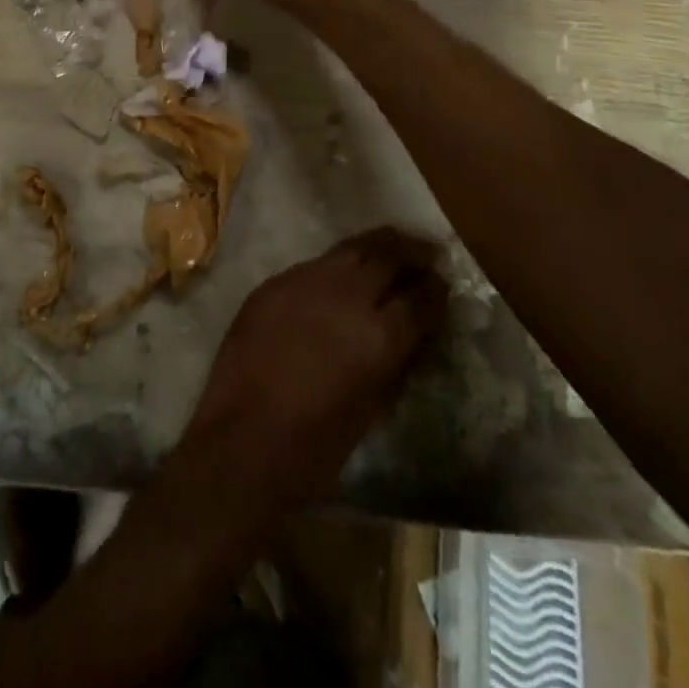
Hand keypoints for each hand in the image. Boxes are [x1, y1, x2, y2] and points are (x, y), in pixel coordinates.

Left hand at [180, 228, 447, 510]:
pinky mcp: (274, 282)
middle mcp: (345, 296)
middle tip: (426, 252)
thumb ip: (396, 361)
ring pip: (349, 249)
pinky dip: (337, 263)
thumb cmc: (317, 443)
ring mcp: (305, 282)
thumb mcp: (374, 406)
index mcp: (379, 334)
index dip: (436, 292)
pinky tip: (343, 271)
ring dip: (375, 246)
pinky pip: (314, 264)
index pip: (420, 299)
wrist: (245, 438)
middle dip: (410, 253)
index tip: (443, 285)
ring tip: (392, 245)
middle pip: (386, 258)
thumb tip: (413, 334)